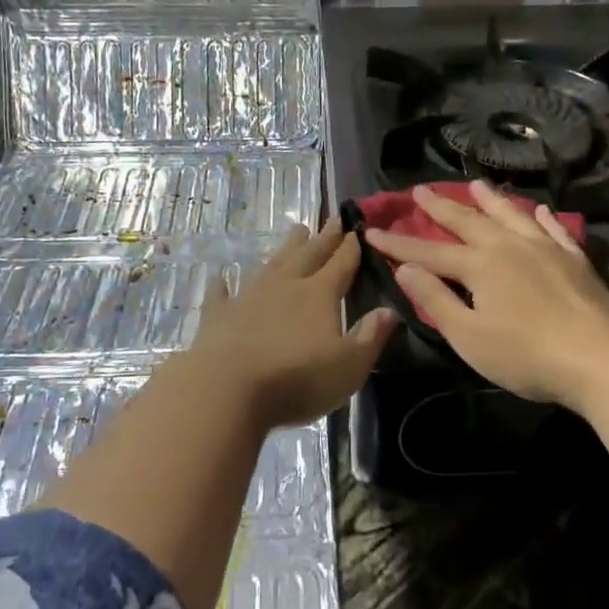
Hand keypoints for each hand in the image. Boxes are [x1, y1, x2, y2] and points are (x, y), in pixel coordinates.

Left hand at [185, 224, 396, 430]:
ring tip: (296, 231)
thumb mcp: (349, 366)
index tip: (357, 230)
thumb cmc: (297, 380)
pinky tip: (220, 276)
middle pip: (309, 254)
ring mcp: (249, 296)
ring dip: (285, 248)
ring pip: (271, 263)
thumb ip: (370, 337)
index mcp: (320, 294)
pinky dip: (223, 284)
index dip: (351, 247)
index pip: (341, 264)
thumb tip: (390, 311)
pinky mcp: (219, 314)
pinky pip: (221, 293)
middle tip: (332, 219)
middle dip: (324, 238)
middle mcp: (286, 285)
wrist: (228, 388)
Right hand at [364, 181, 608, 409]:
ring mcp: (545, 248)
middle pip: (467, 221)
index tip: (372, 231)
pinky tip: (537, 210)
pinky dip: (540, 217)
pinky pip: (553, 228)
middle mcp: (508, 246)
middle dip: (440, 207)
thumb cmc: (526, 355)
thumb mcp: (469, 336)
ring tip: (475, 184)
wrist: (601, 359)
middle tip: (420, 190)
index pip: (428, 252)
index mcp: (479, 266)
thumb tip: (405, 269)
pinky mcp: (574, 259)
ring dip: (489, 199)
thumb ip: (436, 300)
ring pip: (510, 214)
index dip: (398, 244)